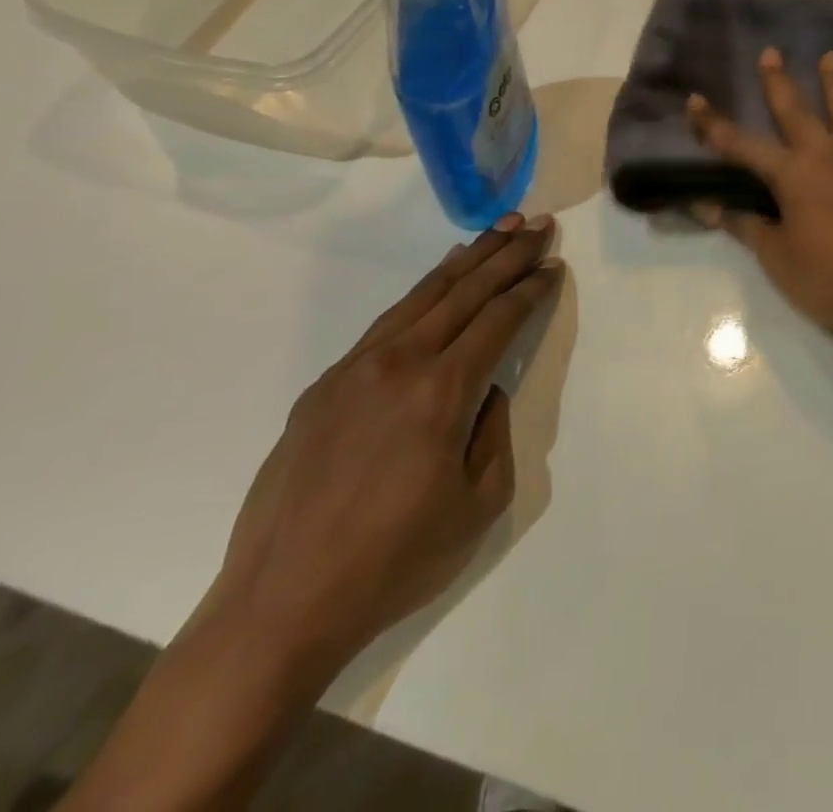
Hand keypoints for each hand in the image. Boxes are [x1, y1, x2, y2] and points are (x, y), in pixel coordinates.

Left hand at [204, 214, 564, 675]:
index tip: (552, 265)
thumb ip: (494, 431)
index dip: (531, 288)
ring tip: (496, 231)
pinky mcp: (324, 387)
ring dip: (467, 260)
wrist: (279, 607)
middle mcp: (400, 364)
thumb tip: (484, 391)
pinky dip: (423, 292)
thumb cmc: (394, 562)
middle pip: (465, 291)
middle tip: (536, 225)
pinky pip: (387, 322)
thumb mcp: (480, 503)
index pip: (499, 319)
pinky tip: (439, 280)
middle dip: (507, 254)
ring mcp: (356, 370)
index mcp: (443, 391)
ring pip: (423, 296)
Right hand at [688, 48, 832, 361]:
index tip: (695, 101)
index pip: (743, 146)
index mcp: (795, 178)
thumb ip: (747, 228)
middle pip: (798, 112)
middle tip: (771, 53)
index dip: (715, 125)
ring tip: (831, 57)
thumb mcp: (782, 264)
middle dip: (779, 82)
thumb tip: (705, 204)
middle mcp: (831, 156)